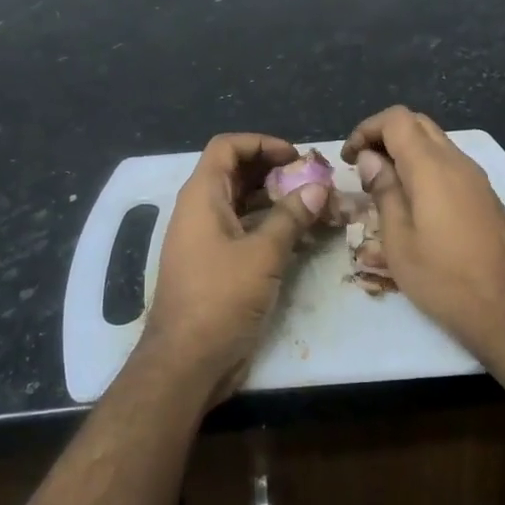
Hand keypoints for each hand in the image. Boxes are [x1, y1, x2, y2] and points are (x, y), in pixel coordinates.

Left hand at [139, 133, 327, 399]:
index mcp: (202, 196)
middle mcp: (199, 210)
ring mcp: (205, 239)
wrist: (186, 361)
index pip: (227, 147)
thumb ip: (291, 217)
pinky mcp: (215, 264)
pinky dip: (269, 226)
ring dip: (275, 200)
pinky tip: (300, 235)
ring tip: (314, 205)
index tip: (296, 157)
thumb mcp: (262, 254)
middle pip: (236, 173)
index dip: (262, 143)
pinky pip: (243, 230)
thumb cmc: (220, 299)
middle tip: (313, 180)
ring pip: (242, 203)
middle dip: (274, 171)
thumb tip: (318, 187)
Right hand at [341, 106, 504, 363]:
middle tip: (363, 166)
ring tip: (384, 185)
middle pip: (418, 125)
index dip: (366, 129)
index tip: (348, 158)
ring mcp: (478, 179)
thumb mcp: (399, 240)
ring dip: (406, 152)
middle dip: (385, 136)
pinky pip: (451, 166)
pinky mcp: (488, 198)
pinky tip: (415, 203)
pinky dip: (426, 168)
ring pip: (437, 144)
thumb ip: (384, 191)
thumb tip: (370, 158)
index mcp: (432, 167)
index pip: (396, 119)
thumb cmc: (445, 279)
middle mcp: (458, 162)